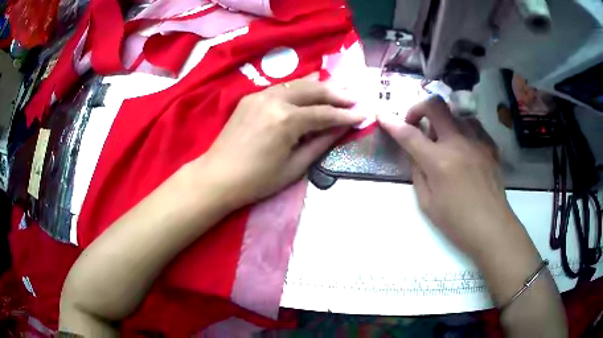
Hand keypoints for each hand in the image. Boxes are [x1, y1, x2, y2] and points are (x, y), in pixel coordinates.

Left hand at [197, 74, 363, 208]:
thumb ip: (320, 143)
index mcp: (286, 120)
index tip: (363, 114)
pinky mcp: (251, 97)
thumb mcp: (294, 167)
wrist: (217, 176)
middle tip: (354, 96)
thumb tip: (342, 128)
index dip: (345, 115)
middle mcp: (274, 100)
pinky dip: (299, 86)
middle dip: (336, 93)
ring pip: (297, 83)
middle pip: (313, 91)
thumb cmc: (256, 180)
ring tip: (339, 87)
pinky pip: (281, 87)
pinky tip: (310, 86)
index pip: (324, 113)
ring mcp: (260, 95)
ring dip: (320, 85)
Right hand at [378, 96, 519, 259]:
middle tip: (415, 123)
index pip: (409, 134)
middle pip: (435, 106)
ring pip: (456, 113)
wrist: (492, 227)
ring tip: (442, 138)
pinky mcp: (490, 146)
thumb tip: (414, 154)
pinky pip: (473, 125)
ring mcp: (477, 141)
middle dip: (418, 108)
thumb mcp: (427, 204)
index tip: (382, 116)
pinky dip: (462, 129)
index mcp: (439, 161)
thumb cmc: (457, 222)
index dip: (392, 123)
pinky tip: (463, 145)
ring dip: (443, 121)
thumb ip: (418, 174)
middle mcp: (458, 143)